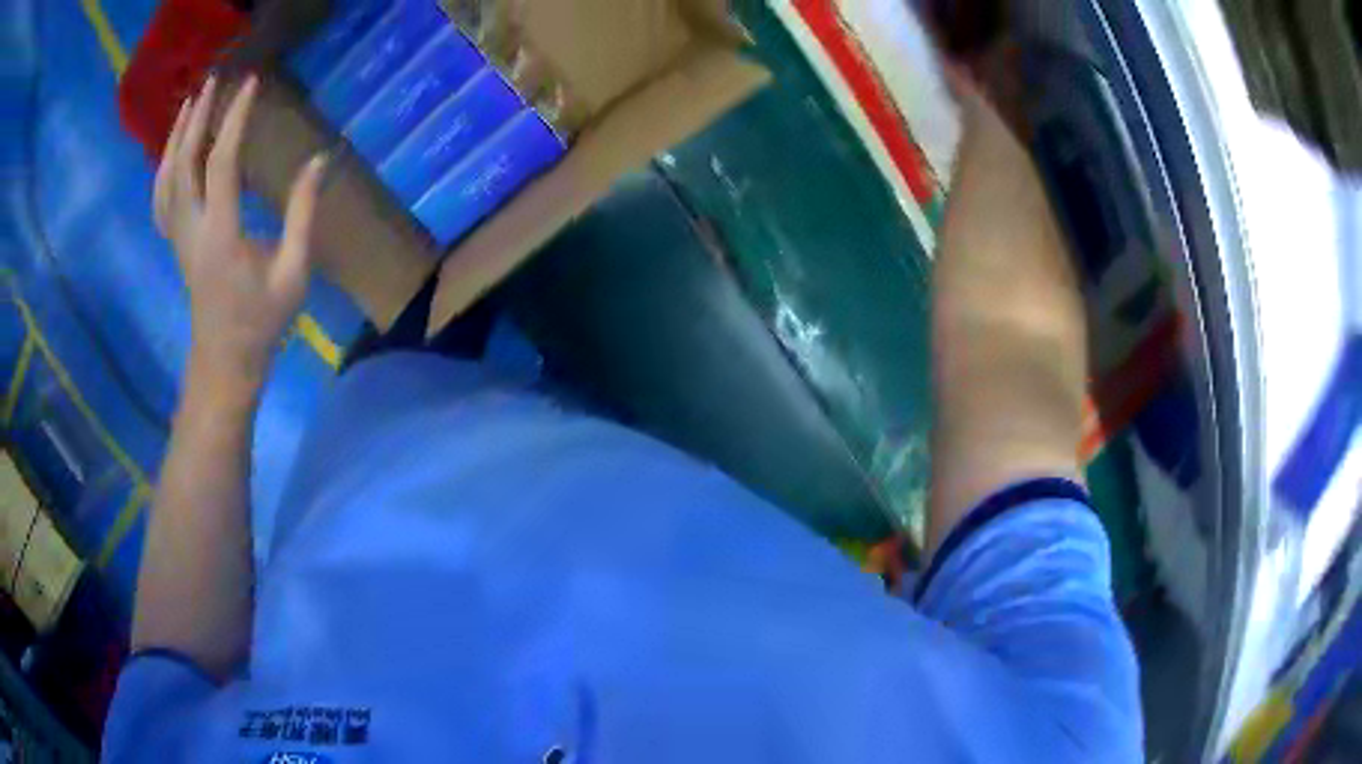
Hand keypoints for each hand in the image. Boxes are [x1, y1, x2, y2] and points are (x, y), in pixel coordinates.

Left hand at [154, 75, 326, 394]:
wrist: (225, 362)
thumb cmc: (262, 321)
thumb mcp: (293, 272)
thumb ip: (303, 214)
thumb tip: (318, 161)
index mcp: (220, 234)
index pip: (222, 162)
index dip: (235, 118)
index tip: (251, 84)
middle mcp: (191, 229)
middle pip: (184, 162)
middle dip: (197, 117)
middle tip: (214, 81)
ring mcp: (177, 237)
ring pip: (166, 177)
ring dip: (176, 136)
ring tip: (190, 103)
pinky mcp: (175, 243)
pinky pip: (160, 199)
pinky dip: (163, 167)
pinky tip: (172, 150)